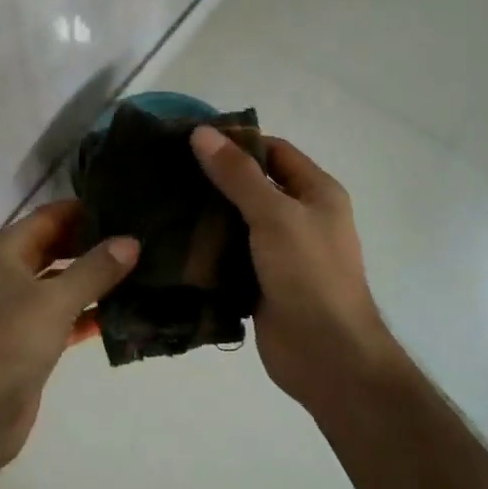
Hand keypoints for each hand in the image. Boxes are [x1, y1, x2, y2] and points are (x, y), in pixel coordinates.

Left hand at [0, 201, 137, 465]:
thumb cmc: (9, 342)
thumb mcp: (55, 300)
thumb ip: (96, 269)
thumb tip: (132, 241)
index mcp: (6, 252)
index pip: (50, 216)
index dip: (84, 209)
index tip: (126, 205)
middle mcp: (10, 274)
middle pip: (57, 247)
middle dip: (94, 242)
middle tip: (140, 236)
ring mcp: (20, 308)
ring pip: (63, 282)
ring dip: (95, 278)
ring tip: (142, 268)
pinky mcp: (32, 339)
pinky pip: (66, 315)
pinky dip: (90, 312)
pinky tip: (124, 311)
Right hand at [190, 126, 401, 412]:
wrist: (327, 355)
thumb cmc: (309, 274)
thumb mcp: (275, 215)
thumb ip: (238, 176)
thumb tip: (202, 133)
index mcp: (316, 193)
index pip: (274, 151)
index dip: (237, 142)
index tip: (190, 140)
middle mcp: (300, 218)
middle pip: (253, 187)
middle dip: (214, 179)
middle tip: (165, 171)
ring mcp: (280, 253)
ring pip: (237, 224)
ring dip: (206, 218)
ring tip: (160, 204)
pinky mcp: (261, 283)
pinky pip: (230, 258)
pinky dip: (206, 252)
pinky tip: (172, 245)